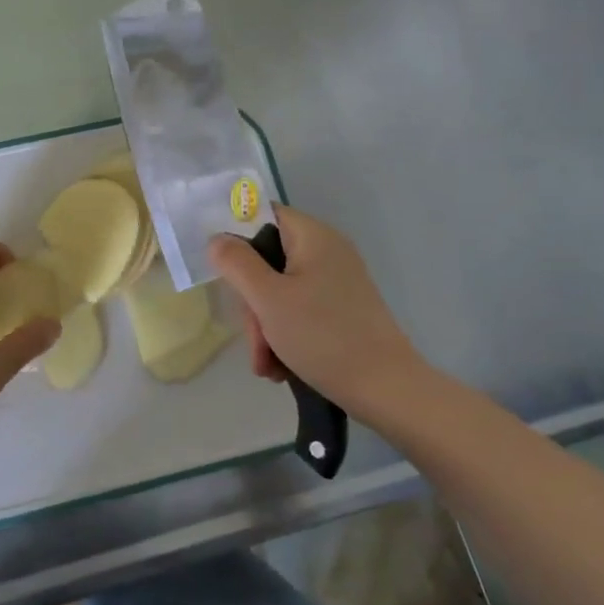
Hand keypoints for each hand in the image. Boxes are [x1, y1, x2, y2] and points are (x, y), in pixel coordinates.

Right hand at [208, 204, 434, 418]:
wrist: (386, 389)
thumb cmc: (323, 336)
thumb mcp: (268, 299)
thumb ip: (236, 263)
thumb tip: (217, 239)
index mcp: (313, 236)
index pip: (263, 215)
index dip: (236, 236)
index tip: (222, 270)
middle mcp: (327, 252)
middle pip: (268, 260)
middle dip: (252, 303)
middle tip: (254, 339)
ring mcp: (336, 282)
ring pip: (279, 292)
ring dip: (265, 328)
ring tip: (267, 365)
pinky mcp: (341, 310)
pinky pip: (299, 312)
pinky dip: (285, 336)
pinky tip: (281, 367)